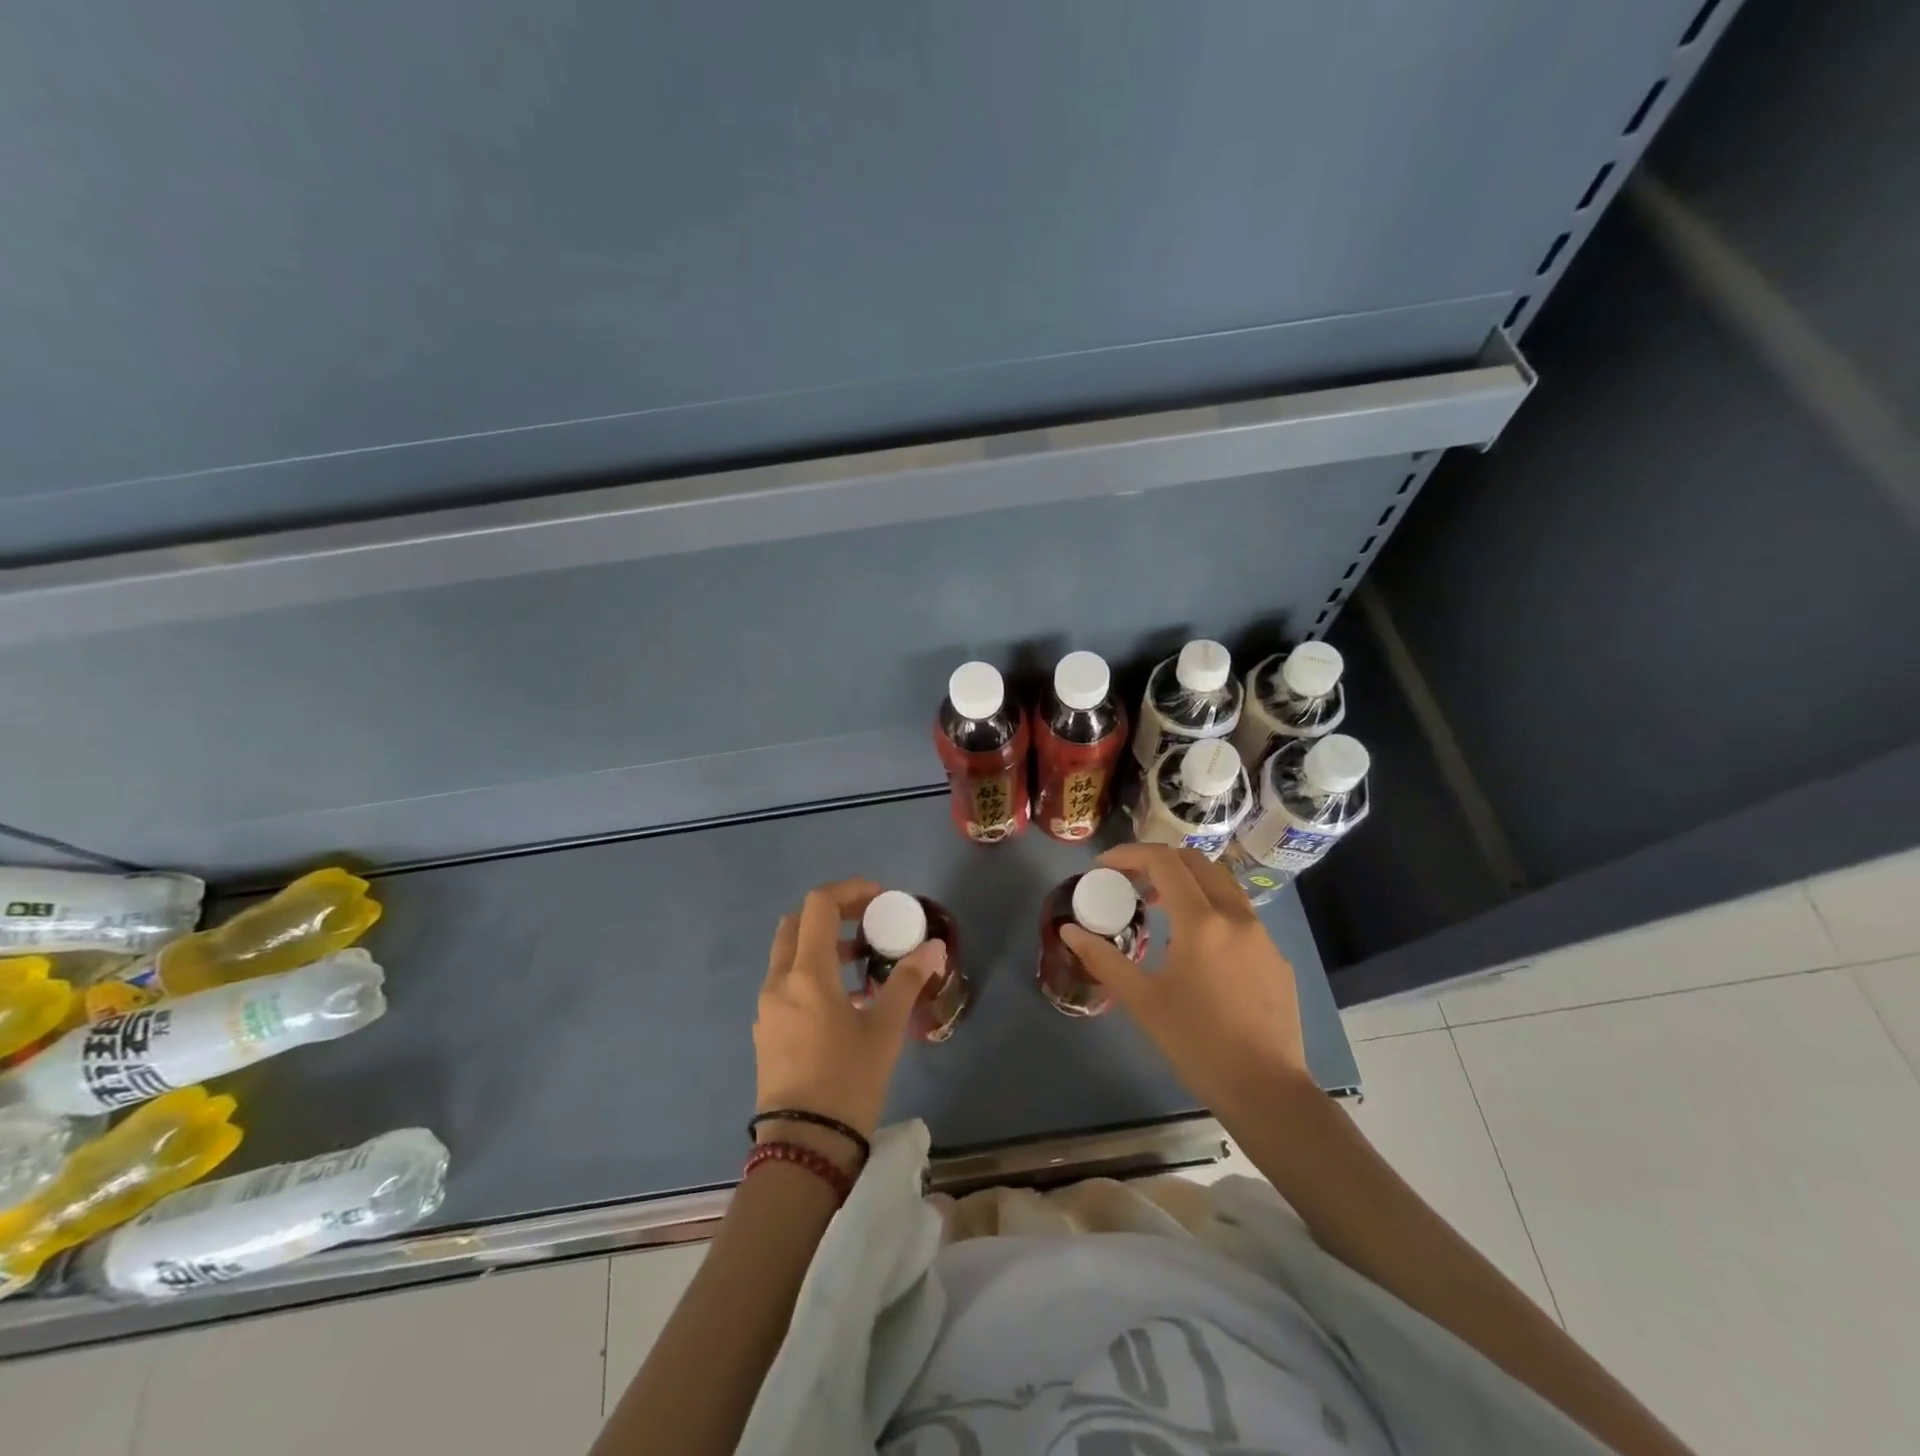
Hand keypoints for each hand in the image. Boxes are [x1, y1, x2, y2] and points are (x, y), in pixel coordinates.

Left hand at [753, 879, 944, 1164]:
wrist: (803, 1148)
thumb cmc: (847, 1081)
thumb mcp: (885, 1029)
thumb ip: (908, 981)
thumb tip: (935, 947)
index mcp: (806, 974)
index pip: (819, 905)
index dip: (850, 891)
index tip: (880, 899)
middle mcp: (779, 982)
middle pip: (797, 923)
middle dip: (833, 913)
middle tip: (868, 922)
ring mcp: (767, 1008)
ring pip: (789, 954)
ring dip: (821, 943)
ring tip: (861, 961)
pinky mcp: (766, 1031)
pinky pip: (786, 982)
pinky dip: (811, 972)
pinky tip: (842, 1000)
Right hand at [1060, 845, 1313, 1117]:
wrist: (1267, 1092)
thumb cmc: (1197, 1044)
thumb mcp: (1142, 1001)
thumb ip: (1104, 959)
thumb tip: (1069, 931)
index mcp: (1201, 922)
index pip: (1164, 861)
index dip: (1130, 854)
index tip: (1104, 866)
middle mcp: (1236, 916)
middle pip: (1197, 862)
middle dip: (1159, 862)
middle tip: (1131, 883)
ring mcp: (1263, 935)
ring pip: (1223, 885)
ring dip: (1188, 883)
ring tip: (1162, 909)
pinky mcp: (1277, 958)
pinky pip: (1240, 916)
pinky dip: (1212, 911)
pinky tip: (1199, 950)